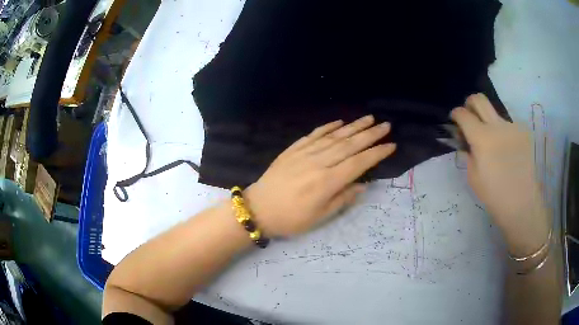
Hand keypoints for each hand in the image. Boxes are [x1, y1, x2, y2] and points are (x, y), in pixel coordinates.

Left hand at [244, 116, 395, 236]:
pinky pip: (314, 134)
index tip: (391, 145)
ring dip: (353, 126)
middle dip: (370, 134)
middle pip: (349, 145)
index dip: (377, 153)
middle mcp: (319, 162)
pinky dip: (327, 127)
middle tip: (386, 125)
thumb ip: (343, 199)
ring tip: (369, 118)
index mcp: (327, 182)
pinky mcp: (293, 149)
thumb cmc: (291, 218)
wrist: (258, 208)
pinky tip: (339, 122)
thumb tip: (362, 185)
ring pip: (334, 136)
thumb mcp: (320, 217)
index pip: (359, 163)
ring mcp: (305, 153)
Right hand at [451, 94, 549, 255]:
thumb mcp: (473, 176)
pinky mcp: (523, 131)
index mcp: (482, 138)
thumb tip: (465, 138)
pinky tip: (506, 150)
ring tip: (493, 143)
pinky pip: (508, 125)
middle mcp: (497, 125)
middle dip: (470, 104)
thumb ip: (467, 152)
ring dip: (489, 122)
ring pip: (495, 113)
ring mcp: (513, 126)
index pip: (463, 114)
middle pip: (479, 99)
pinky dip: (502, 133)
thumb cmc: (494, 195)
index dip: (456, 114)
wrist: (521, 203)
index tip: (455, 120)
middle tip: (470, 117)